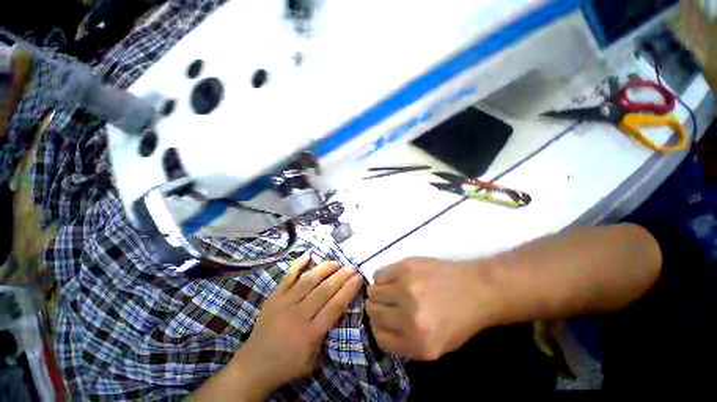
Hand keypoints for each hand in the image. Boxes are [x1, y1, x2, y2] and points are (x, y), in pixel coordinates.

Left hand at [230, 254, 362, 396]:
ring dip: (325, 268)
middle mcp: (299, 314)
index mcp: (311, 333)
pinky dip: (298, 264)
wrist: (254, 365)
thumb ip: (329, 336)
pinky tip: (308, 255)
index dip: (348, 289)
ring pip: (309, 280)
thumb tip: (340, 311)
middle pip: (325, 290)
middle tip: (352, 267)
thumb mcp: (314, 360)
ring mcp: (285, 303)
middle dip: (341, 276)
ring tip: (336, 263)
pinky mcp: (274, 297)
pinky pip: (288, 276)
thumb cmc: (288, 364)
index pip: (335, 305)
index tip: (358, 278)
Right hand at [366, 257, 494, 360]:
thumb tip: (378, 327)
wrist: (477, 289)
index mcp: (419, 344)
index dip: (378, 328)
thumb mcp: (436, 347)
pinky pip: (379, 274)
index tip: (382, 321)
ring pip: (373, 291)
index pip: (379, 337)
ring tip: (390, 289)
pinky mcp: (406, 267)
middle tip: (385, 303)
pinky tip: (394, 278)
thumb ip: (405, 343)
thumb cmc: (459, 319)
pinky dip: (382, 278)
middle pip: (373, 312)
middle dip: (376, 308)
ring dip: (378, 292)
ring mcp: (406, 288)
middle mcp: (409, 317)